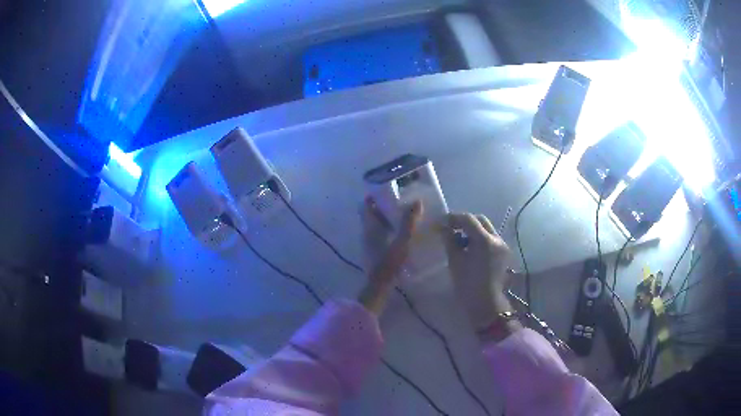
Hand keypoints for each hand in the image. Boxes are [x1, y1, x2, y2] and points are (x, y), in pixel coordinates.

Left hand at [358, 198, 422, 314]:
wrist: (379, 287)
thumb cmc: (389, 263)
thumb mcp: (402, 241)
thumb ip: (409, 223)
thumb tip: (416, 202)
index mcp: (370, 228)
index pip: (366, 206)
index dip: (373, 196)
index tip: (386, 189)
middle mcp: (366, 234)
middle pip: (371, 215)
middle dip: (382, 207)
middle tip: (399, 201)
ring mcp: (369, 244)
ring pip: (375, 226)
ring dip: (386, 219)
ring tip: (403, 215)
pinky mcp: (374, 253)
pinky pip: (379, 236)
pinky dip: (387, 230)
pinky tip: (400, 234)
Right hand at [441, 213, 513, 329]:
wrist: (486, 304)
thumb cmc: (468, 284)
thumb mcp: (455, 261)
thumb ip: (450, 240)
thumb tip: (443, 228)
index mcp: (485, 240)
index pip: (468, 219)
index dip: (454, 218)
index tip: (442, 222)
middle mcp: (497, 239)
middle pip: (480, 220)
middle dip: (465, 221)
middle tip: (451, 228)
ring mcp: (503, 245)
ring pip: (487, 228)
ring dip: (473, 229)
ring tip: (460, 239)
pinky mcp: (504, 253)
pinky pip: (491, 239)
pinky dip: (480, 238)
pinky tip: (470, 248)